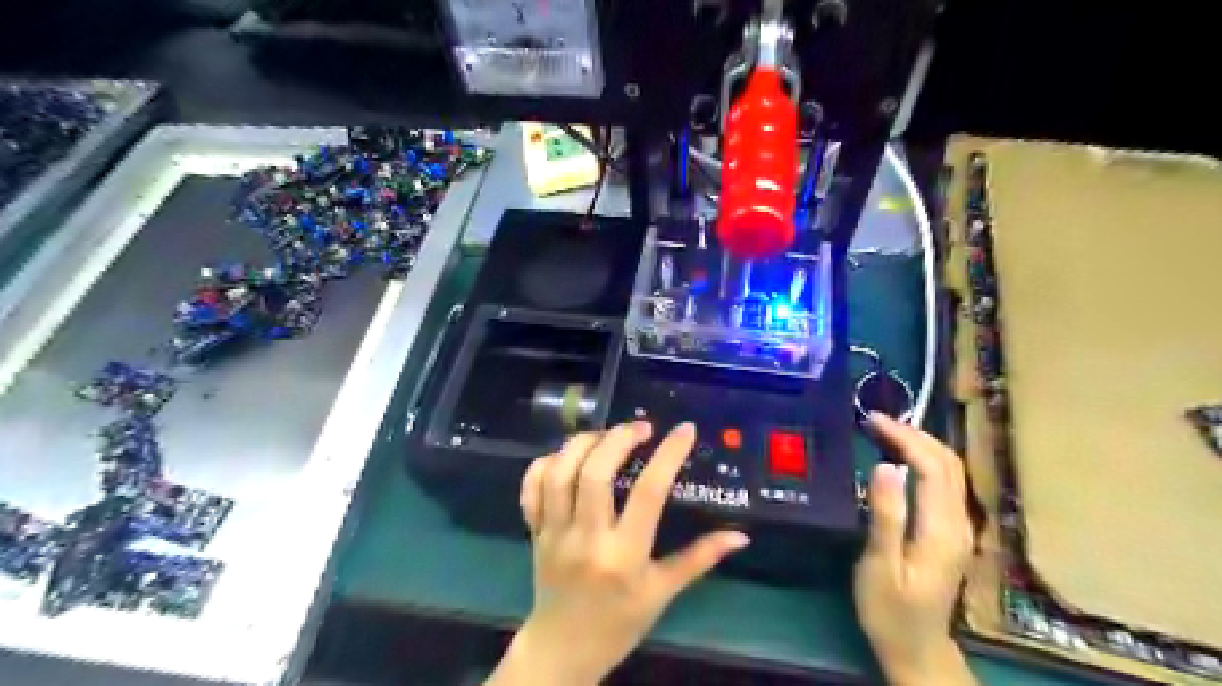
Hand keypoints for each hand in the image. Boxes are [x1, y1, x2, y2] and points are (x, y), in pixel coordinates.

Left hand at [492, 424, 750, 684]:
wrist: (563, 650)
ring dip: (582, 444)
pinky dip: (544, 463)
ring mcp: (554, 533)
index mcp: (624, 555)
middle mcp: (586, 538)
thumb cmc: (620, 622)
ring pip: (559, 473)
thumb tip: (740, 535)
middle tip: (640, 427)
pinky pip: (531, 488)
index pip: (648, 493)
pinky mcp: (534, 531)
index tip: (684, 430)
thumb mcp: (663, 592)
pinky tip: (567, 456)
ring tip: (605, 436)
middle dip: (618, 439)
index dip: (668, 455)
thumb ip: (700, 559)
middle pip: (595, 473)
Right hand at [853, 413, 979, 685]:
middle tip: (875, 420)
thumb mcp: (880, 566)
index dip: (904, 438)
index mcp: (941, 529)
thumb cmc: (889, 609)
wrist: (916, 648)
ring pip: (951, 470)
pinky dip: (926, 460)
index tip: (872, 420)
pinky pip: (946, 483)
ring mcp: (960, 528)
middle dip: (914, 434)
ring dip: (922, 444)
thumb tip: (884, 466)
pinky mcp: (952, 532)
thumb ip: (886, 517)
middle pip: (948, 463)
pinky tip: (902, 458)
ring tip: (886, 431)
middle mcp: (958, 523)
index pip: (931, 467)